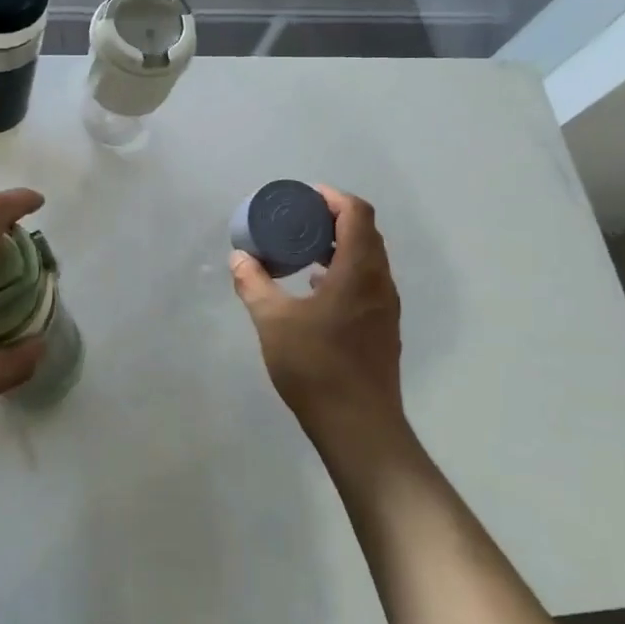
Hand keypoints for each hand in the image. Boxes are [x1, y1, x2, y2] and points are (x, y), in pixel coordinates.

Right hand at [229, 186, 410, 460]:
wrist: (359, 426)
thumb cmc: (316, 366)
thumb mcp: (273, 322)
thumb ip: (254, 285)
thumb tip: (239, 258)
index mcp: (358, 271)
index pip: (356, 214)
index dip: (332, 198)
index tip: (304, 196)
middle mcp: (379, 282)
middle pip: (365, 233)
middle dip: (333, 219)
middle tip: (298, 219)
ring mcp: (385, 308)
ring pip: (367, 260)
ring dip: (338, 247)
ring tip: (303, 250)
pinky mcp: (382, 329)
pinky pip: (366, 283)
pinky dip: (343, 272)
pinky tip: (314, 289)